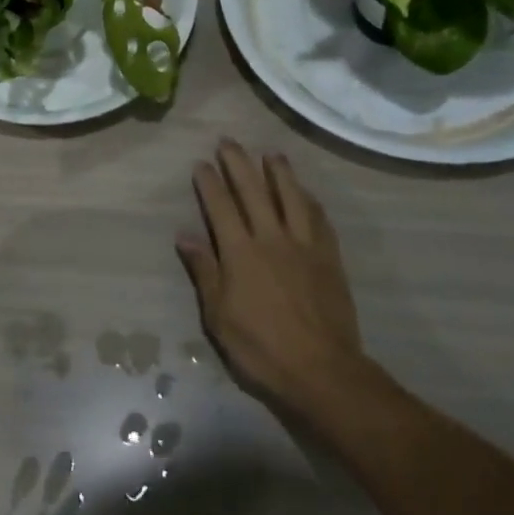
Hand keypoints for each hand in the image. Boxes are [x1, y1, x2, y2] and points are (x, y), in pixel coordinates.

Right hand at [176, 140, 371, 419]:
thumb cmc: (261, 348)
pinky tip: (307, 193)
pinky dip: (310, 202)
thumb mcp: (218, 316)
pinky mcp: (329, 259)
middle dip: (238, 164)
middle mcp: (271, 238)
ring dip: (279, 172)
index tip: (201, 162)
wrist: (323, 372)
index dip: (209, 182)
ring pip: (291, 197)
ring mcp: (304, 246)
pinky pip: (320, 220)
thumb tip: (184, 235)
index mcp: (240, 252)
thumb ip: (204, 271)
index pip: (221, 206)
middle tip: (228, 142)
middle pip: (253, 191)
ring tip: (270, 154)